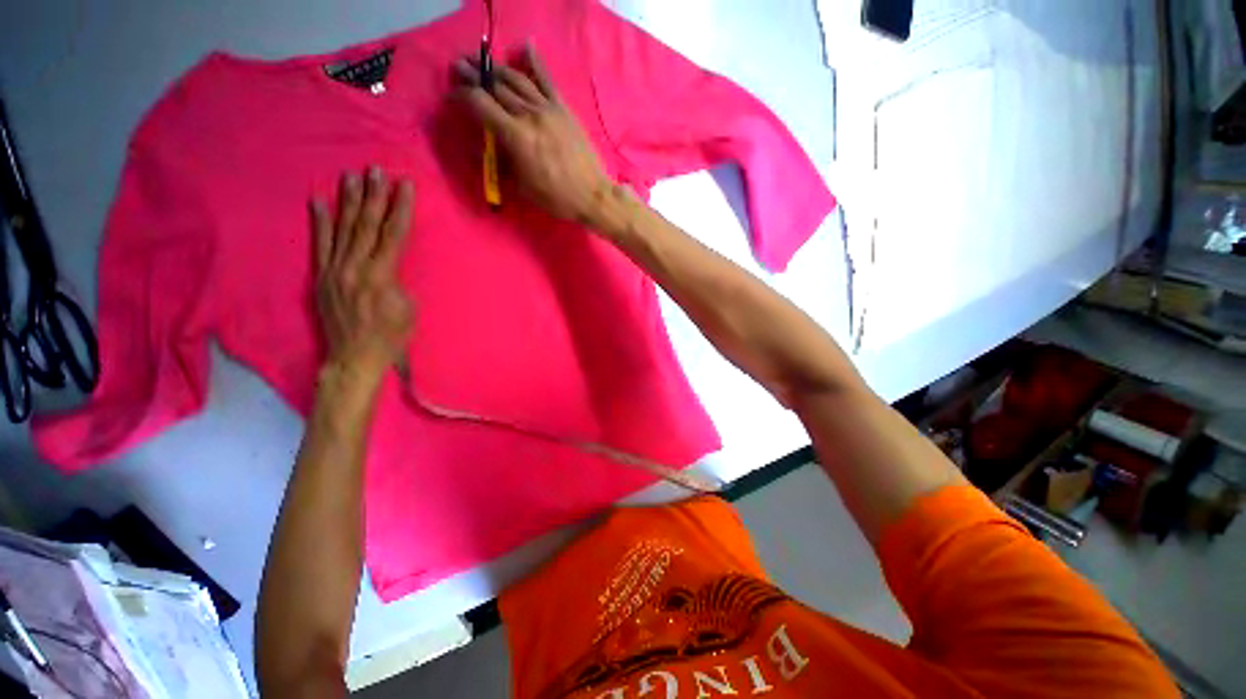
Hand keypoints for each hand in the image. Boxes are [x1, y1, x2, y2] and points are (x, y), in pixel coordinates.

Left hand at [311, 167, 414, 383]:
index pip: (393, 234)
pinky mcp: (321, 276)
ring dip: (348, 201)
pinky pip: (320, 245)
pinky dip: (319, 222)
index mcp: (381, 275)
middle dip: (374, 196)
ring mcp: (334, 270)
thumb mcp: (408, 309)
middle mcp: (355, 267)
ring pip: (343, 229)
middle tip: (376, 170)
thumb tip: (388, 262)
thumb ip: (398, 279)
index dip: (400, 208)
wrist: (354, 357)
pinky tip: (319, 202)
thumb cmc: (391, 336)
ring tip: (351, 176)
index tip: (404, 186)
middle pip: (367, 225)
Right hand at [454, 44, 617, 226]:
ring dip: (496, 68)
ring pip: (516, 79)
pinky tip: (525, 47)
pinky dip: (534, 61)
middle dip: (474, 75)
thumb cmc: (556, 197)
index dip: (462, 96)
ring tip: (482, 61)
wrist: (591, 195)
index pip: (480, 104)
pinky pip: (546, 79)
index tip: (453, 95)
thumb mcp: (523, 186)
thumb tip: (493, 143)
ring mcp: (547, 108)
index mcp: (515, 136)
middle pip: (495, 86)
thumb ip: (505, 160)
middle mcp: (528, 115)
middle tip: (460, 67)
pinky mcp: (563, 109)